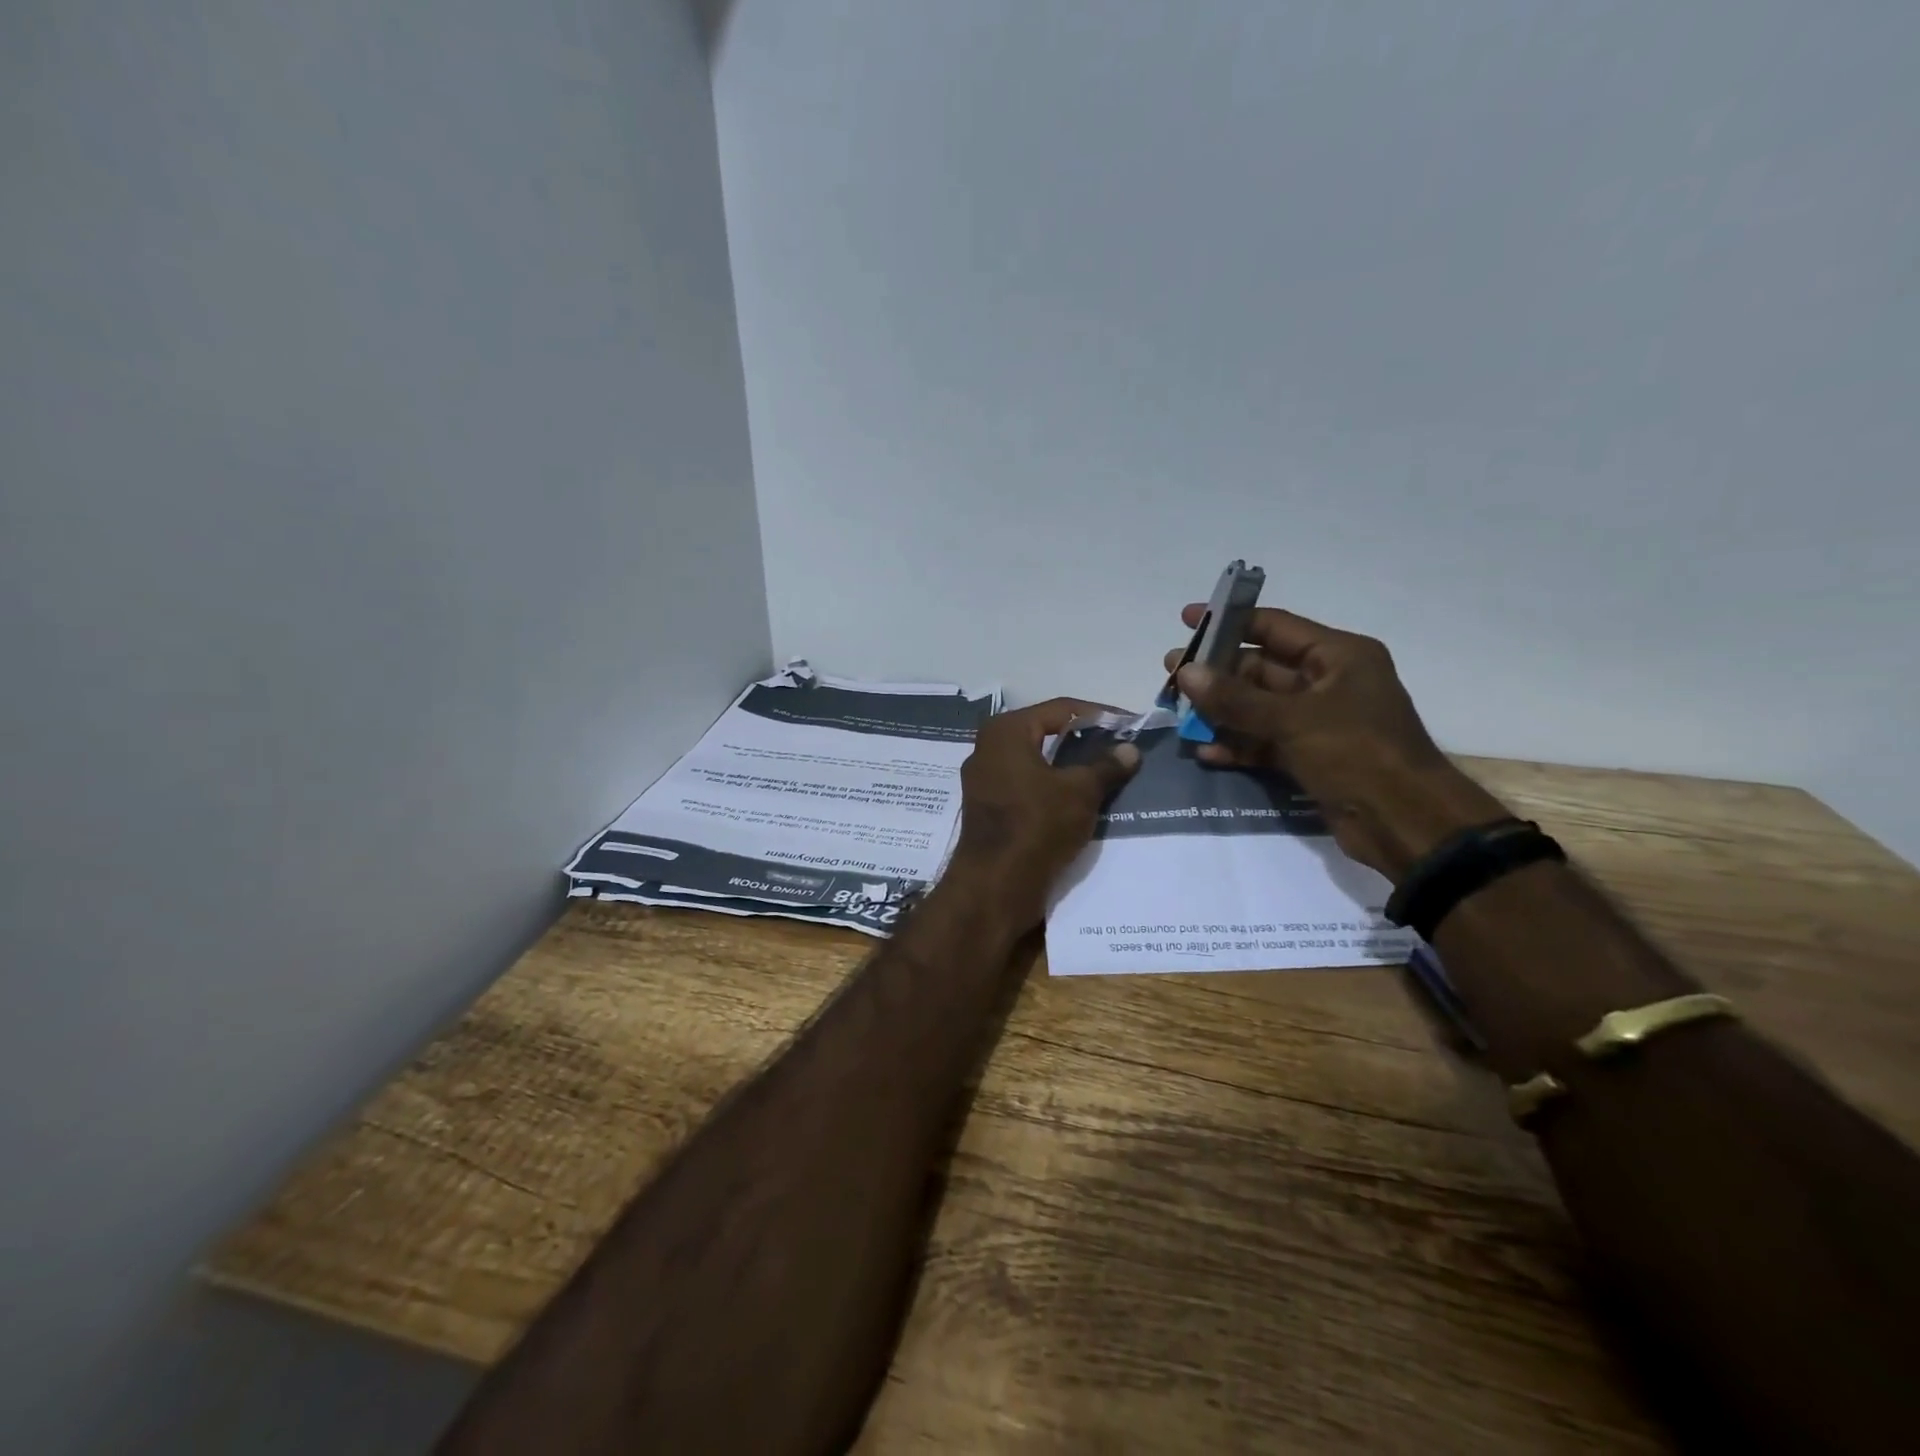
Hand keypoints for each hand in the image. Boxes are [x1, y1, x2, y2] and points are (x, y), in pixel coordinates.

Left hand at [947, 698, 1140, 927]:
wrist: (995, 886)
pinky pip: (1027, 788)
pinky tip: (1081, 801)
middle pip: (1046, 734)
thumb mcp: (1080, 792)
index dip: (1100, 715)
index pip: (1061, 709)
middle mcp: (988, 748)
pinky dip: (1053, 789)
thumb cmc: (1037, 825)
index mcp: (1006, 731)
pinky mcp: (988, 809)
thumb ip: (1106, 766)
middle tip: (1121, 749)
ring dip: (1070, 768)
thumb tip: (1130, 749)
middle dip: (1084, 742)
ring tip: (1108, 775)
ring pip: (1037, 764)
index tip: (1131, 725)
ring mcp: (984, 781)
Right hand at [1166, 605, 1507, 879]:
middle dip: (1217, 672)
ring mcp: (1319, 722)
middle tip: (1171, 674)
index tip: (1189, 619)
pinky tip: (1205, 751)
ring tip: (1178, 712)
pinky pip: (1265, 741)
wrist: (1406, 823)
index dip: (1230, 620)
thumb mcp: (1293, 720)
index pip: (1275, 626)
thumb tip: (1185, 672)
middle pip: (1261, 668)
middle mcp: (1329, 682)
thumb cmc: (1357, 753)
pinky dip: (1238, 744)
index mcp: (1339, 656)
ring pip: (1259, 707)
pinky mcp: (1311, 756)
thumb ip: (1235, 698)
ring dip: (1221, 711)